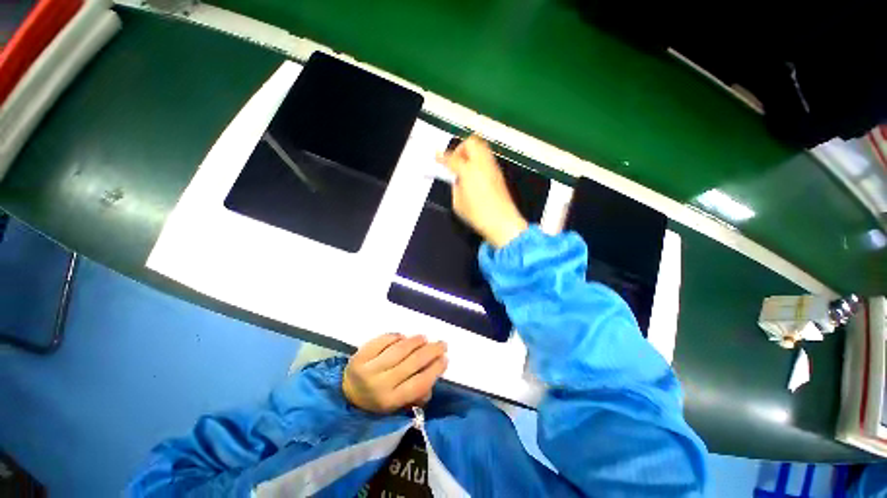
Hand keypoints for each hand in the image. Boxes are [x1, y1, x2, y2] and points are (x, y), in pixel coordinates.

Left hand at [343, 333, 447, 413]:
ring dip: (416, 341)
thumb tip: (433, 378)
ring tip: (424, 338)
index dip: (435, 369)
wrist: (344, 395)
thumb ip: (416, 395)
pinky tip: (403, 337)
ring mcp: (368, 368)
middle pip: (412, 363)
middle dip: (431, 351)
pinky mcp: (360, 354)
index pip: (419, 383)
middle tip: (442, 344)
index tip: (445, 359)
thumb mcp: (396, 407)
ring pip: (399, 349)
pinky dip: (396, 336)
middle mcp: (380, 384)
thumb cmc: (375, 401)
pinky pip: (384, 340)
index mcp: (390, 401)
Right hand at [437, 135, 527, 247]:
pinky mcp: (499, 173)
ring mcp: (492, 167)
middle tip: (454, 161)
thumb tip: (457, 180)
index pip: (452, 158)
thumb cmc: (478, 215)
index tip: (437, 157)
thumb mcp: (458, 203)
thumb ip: (455, 187)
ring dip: (471, 152)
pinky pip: (487, 158)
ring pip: (482, 147)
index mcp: (468, 171)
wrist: (502, 222)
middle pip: (471, 142)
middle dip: (460, 148)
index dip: (442, 157)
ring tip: (464, 166)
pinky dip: (479, 160)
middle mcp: (482, 164)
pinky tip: (474, 174)